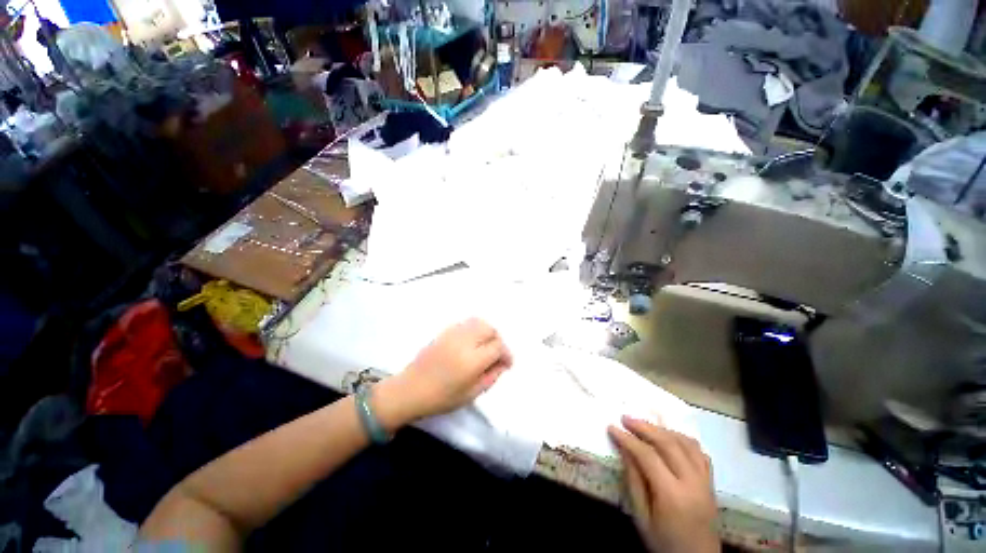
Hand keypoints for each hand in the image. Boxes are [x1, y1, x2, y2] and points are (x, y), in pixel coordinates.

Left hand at [376, 318, 511, 427]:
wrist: (409, 390)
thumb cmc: (441, 398)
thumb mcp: (471, 394)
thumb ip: (491, 377)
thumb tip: (503, 364)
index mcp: (472, 360)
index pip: (498, 347)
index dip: (506, 354)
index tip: (506, 364)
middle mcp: (464, 342)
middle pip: (490, 329)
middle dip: (497, 340)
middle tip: (496, 354)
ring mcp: (453, 334)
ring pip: (479, 322)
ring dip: (487, 332)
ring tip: (485, 346)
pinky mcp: (445, 331)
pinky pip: (466, 323)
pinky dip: (474, 329)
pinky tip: (472, 342)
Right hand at [609, 417, 719, 552]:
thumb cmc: (664, 543)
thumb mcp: (642, 517)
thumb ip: (634, 481)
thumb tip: (624, 450)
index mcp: (672, 495)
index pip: (647, 456)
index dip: (627, 439)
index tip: (612, 427)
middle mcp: (692, 483)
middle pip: (668, 443)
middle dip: (644, 427)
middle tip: (625, 418)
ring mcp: (705, 481)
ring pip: (686, 443)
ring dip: (663, 429)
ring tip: (645, 425)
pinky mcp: (711, 483)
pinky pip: (699, 453)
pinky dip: (683, 440)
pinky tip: (670, 438)